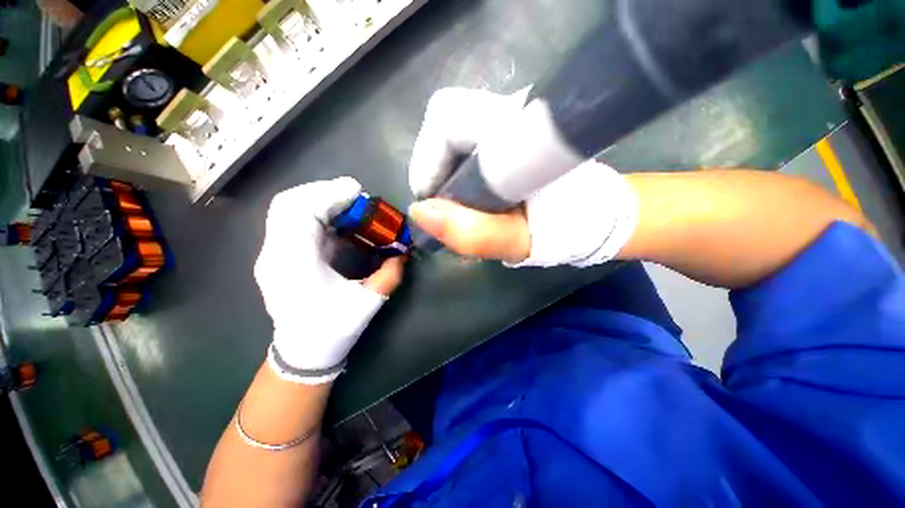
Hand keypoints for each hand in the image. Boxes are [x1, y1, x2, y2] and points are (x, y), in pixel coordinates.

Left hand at [255, 177, 404, 383]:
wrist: (303, 353)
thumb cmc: (333, 330)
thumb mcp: (368, 303)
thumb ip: (390, 274)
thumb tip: (403, 252)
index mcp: (295, 266)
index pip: (301, 213)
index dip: (329, 196)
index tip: (357, 192)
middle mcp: (275, 255)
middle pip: (287, 204)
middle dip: (322, 192)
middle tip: (354, 195)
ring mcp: (271, 255)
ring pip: (286, 210)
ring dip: (318, 200)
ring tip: (347, 203)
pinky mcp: (278, 256)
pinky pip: (292, 222)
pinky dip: (314, 212)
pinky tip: (336, 219)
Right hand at [407, 88, 637, 267]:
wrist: (593, 213)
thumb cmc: (567, 226)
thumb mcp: (521, 241)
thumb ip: (475, 233)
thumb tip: (420, 212)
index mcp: (518, 128)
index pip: (447, 118)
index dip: (428, 160)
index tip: (431, 201)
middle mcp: (510, 113)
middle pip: (444, 127)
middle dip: (435, 172)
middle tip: (446, 211)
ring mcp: (505, 122)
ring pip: (451, 139)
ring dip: (445, 177)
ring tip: (458, 211)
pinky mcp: (503, 135)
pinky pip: (462, 147)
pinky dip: (455, 175)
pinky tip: (468, 201)